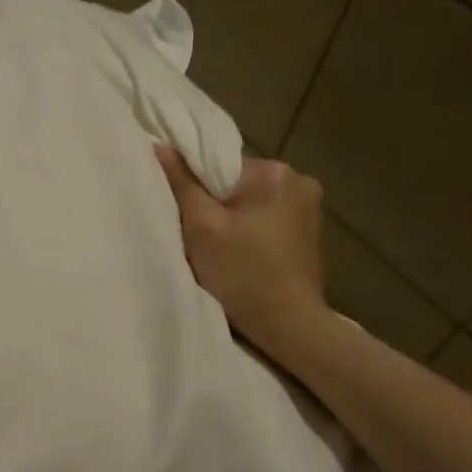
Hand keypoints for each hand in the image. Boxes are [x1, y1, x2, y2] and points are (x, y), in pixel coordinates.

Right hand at [154, 145, 330, 361]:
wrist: (289, 325)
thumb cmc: (241, 274)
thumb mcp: (201, 227)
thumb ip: (181, 184)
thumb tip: (160, 146)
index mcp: (273, 172)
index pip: (218, 164)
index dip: (195, 188)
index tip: (185, 216)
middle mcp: (299, 179)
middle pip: (235, 182)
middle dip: (216, 204)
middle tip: (199, 237)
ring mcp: (310, 206)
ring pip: (251, 201)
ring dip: (233, 219)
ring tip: (220, 249)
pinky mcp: (311, 231)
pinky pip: (268, 218)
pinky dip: (251, 231)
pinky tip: (242, 255)